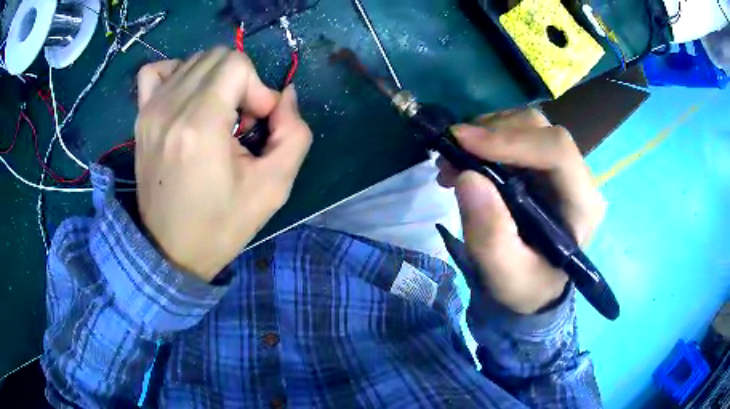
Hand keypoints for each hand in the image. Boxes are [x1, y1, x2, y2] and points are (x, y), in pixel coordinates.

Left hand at [135, 47, 311, 280]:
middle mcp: (170, 108)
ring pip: (194, 61)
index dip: (257, 89)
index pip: (237, 65)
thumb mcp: (273, 187)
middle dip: (240, 82)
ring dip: (215, 81)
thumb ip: (294, 133)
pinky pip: (155, 71)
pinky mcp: (141, 117)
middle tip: (238, 122)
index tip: (255, 125)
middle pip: (218, 57)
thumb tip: (285, 95)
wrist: (170, 250)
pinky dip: (177, 73)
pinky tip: (186, 98)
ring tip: (215, 117)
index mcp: (200, 125)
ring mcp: (150, 110)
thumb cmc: (220, 225)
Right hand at [437, 109, 605, 313]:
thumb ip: (490, 236)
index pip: (557, 151)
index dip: (511, 139)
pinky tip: (466, 160)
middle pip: (540, 130)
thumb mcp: (505, 275)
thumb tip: (467, 177)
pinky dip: (484, 139)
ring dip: (484, 134)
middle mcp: (577, 177)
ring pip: (525, 125)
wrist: (532, 286)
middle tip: (450, 156)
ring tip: (453, 161)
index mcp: (582, 205)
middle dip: (491, 134)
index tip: (461, 142)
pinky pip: (515, 133)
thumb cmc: (526, 285)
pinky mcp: (542, 163)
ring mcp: (560, 166)